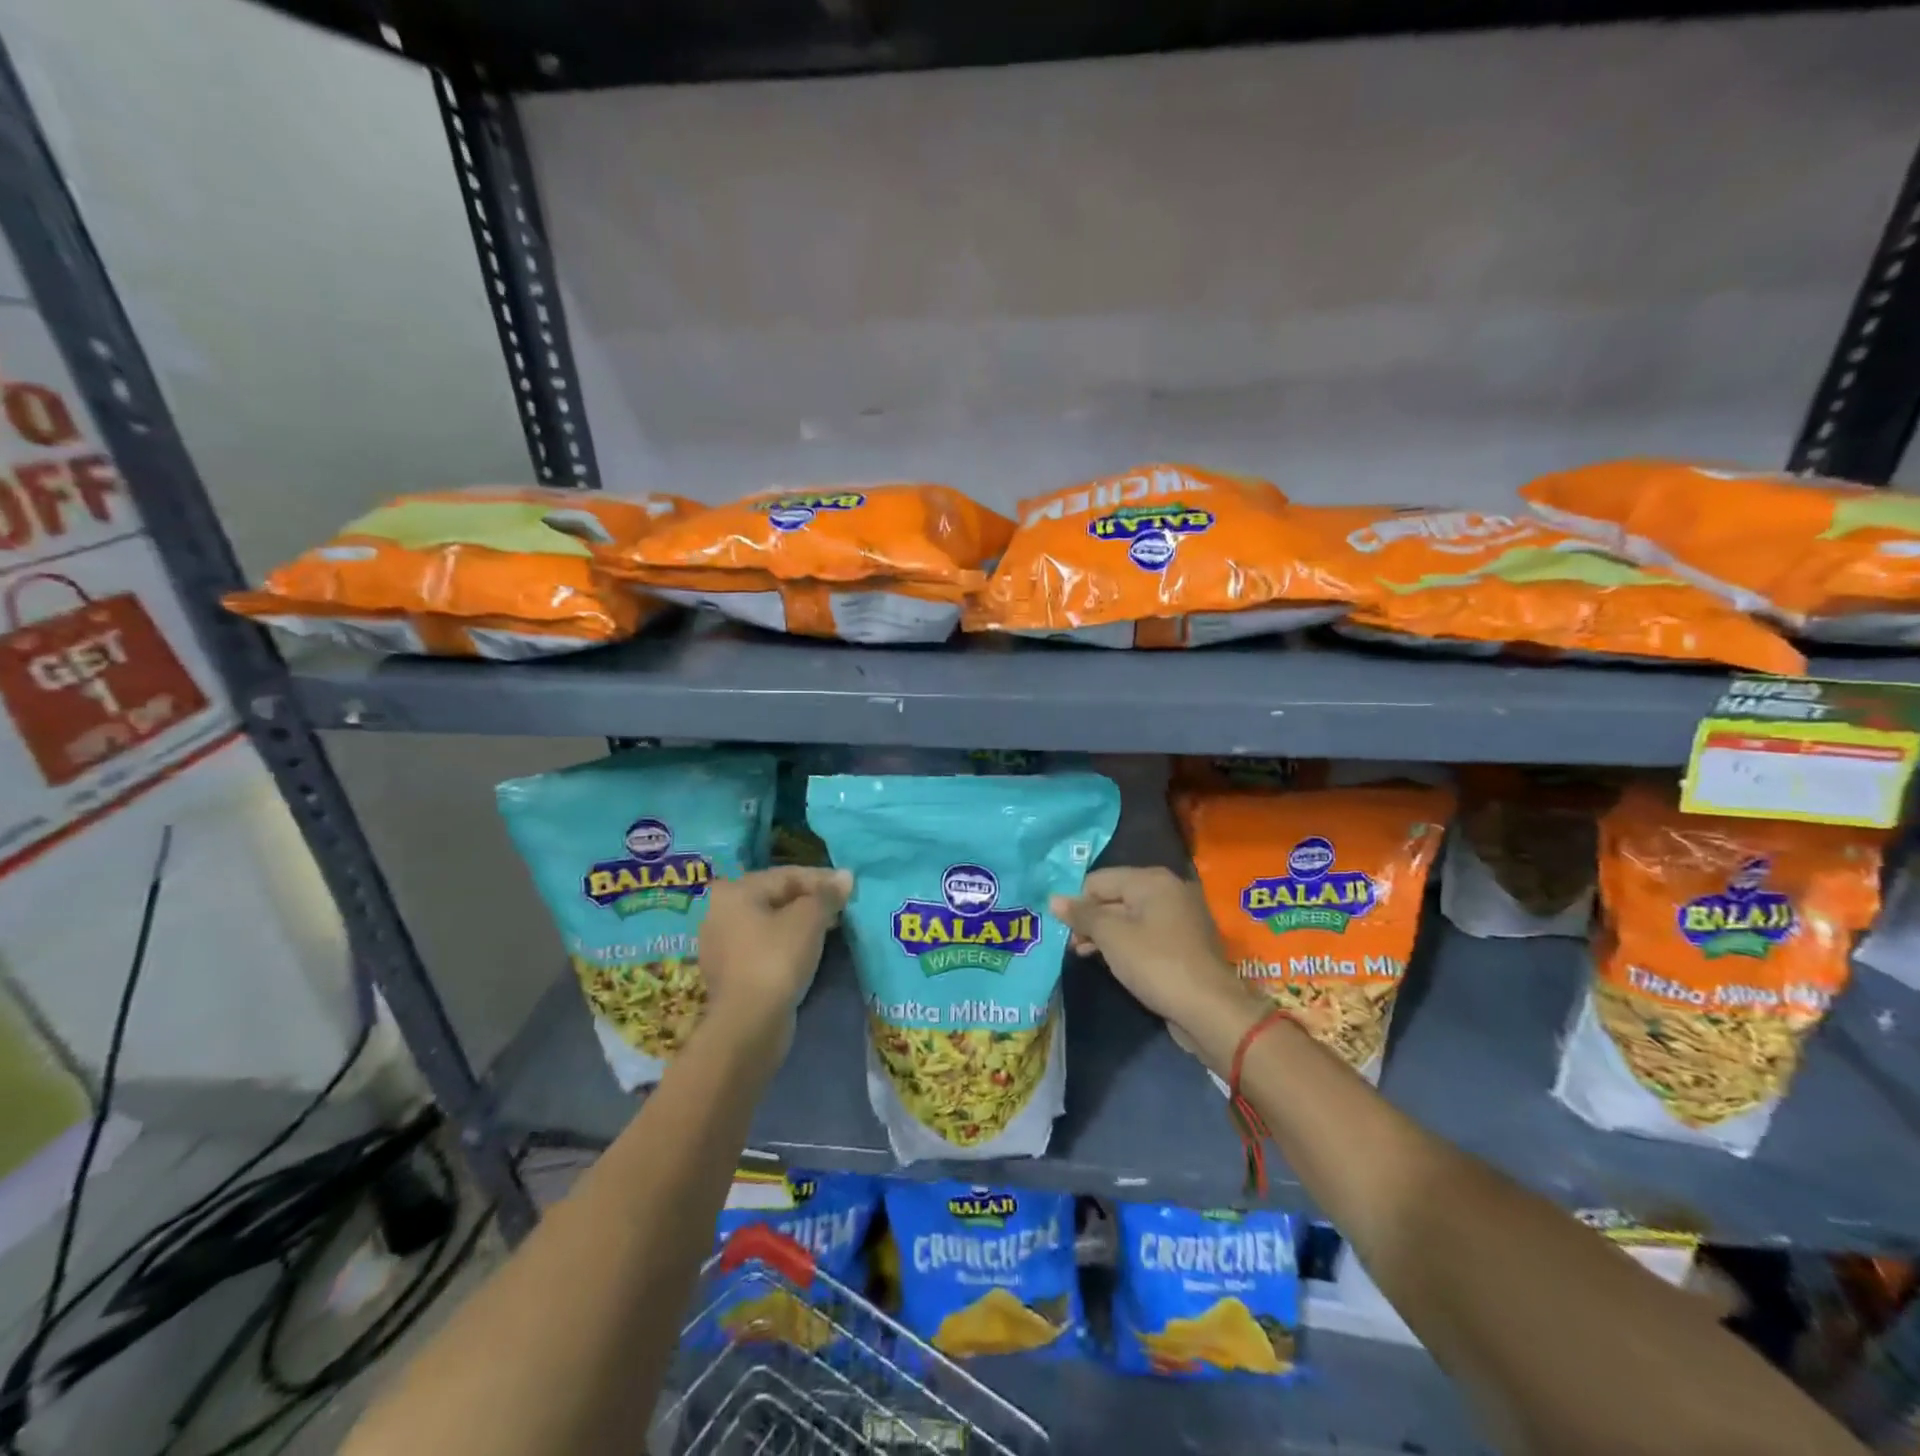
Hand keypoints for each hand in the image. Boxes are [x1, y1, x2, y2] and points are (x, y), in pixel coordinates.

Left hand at [700, 867, 851, 1045]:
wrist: (748, 1024)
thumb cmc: (777, 958)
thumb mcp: (809, 919)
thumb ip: (827, 894)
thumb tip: (846, 876)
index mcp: (735, 891)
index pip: (787, 875)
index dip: (822, 879)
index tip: (850, 888)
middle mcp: (721, 912)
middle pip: (776, 897)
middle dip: (810, 900)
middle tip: (841, 907)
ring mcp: (721, 945)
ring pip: (770, 923)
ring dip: (799, 923)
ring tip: (830, 928)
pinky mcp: (730, 973)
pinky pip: (764, 947)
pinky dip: (786, 944)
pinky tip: (807, 951)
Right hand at [1050, 867, 1260, 1060]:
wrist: (1209, 1009)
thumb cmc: (1156, 964)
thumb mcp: (1111, 936)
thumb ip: (1082, 915)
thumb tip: (1054, 899)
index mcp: (1151, 879)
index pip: (1098, 880)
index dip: (1077, 903)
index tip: (1063, 930)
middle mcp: (1168, 889)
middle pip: (1115, 896)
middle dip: (1091, 919)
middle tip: (1072, 945)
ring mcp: (1180, 915)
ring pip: (1129, 916)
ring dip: (1105, 933)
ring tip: (1084, 954)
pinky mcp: (1184, 941)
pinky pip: (1145, 932)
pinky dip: (1126, 943)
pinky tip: (1111, 960)